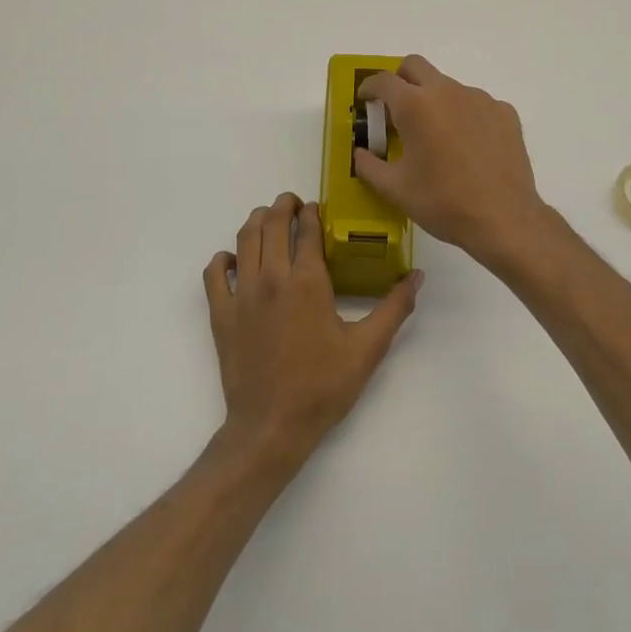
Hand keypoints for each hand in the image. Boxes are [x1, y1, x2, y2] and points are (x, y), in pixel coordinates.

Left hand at [202, 192, 422, 468]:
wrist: (271, 427)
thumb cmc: (322, 387)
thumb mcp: (367, 349)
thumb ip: (394, 308)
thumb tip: (417, 276)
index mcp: (307, 281)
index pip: (307, 229)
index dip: (312, 212)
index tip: (317, 207)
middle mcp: (272, 278)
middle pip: (271, 224)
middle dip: (283, 206)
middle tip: (293, 204)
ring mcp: (241, 294)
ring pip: (243, 239)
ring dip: (256, 222)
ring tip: (268, 219)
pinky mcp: (220, 313)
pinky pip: (214, 273)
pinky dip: (223, 259)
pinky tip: (234, 261)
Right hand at [354, 56, 547, 266]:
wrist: (504, 219)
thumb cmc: (442, 203)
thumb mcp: (394, 189)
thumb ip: (368, 165)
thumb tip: (360, 153)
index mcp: (415, 106)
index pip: (383, 80)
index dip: (369, 87)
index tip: (365, 99)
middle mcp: (447, 92)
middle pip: (416, 66)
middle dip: (400, 79)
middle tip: (395, 108)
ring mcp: (480, 99)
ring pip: (448, 86)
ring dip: (434, 101)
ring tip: (436, 137)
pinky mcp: (505, 112)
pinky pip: (476, 104)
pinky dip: (464, 116)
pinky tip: (468, 147)